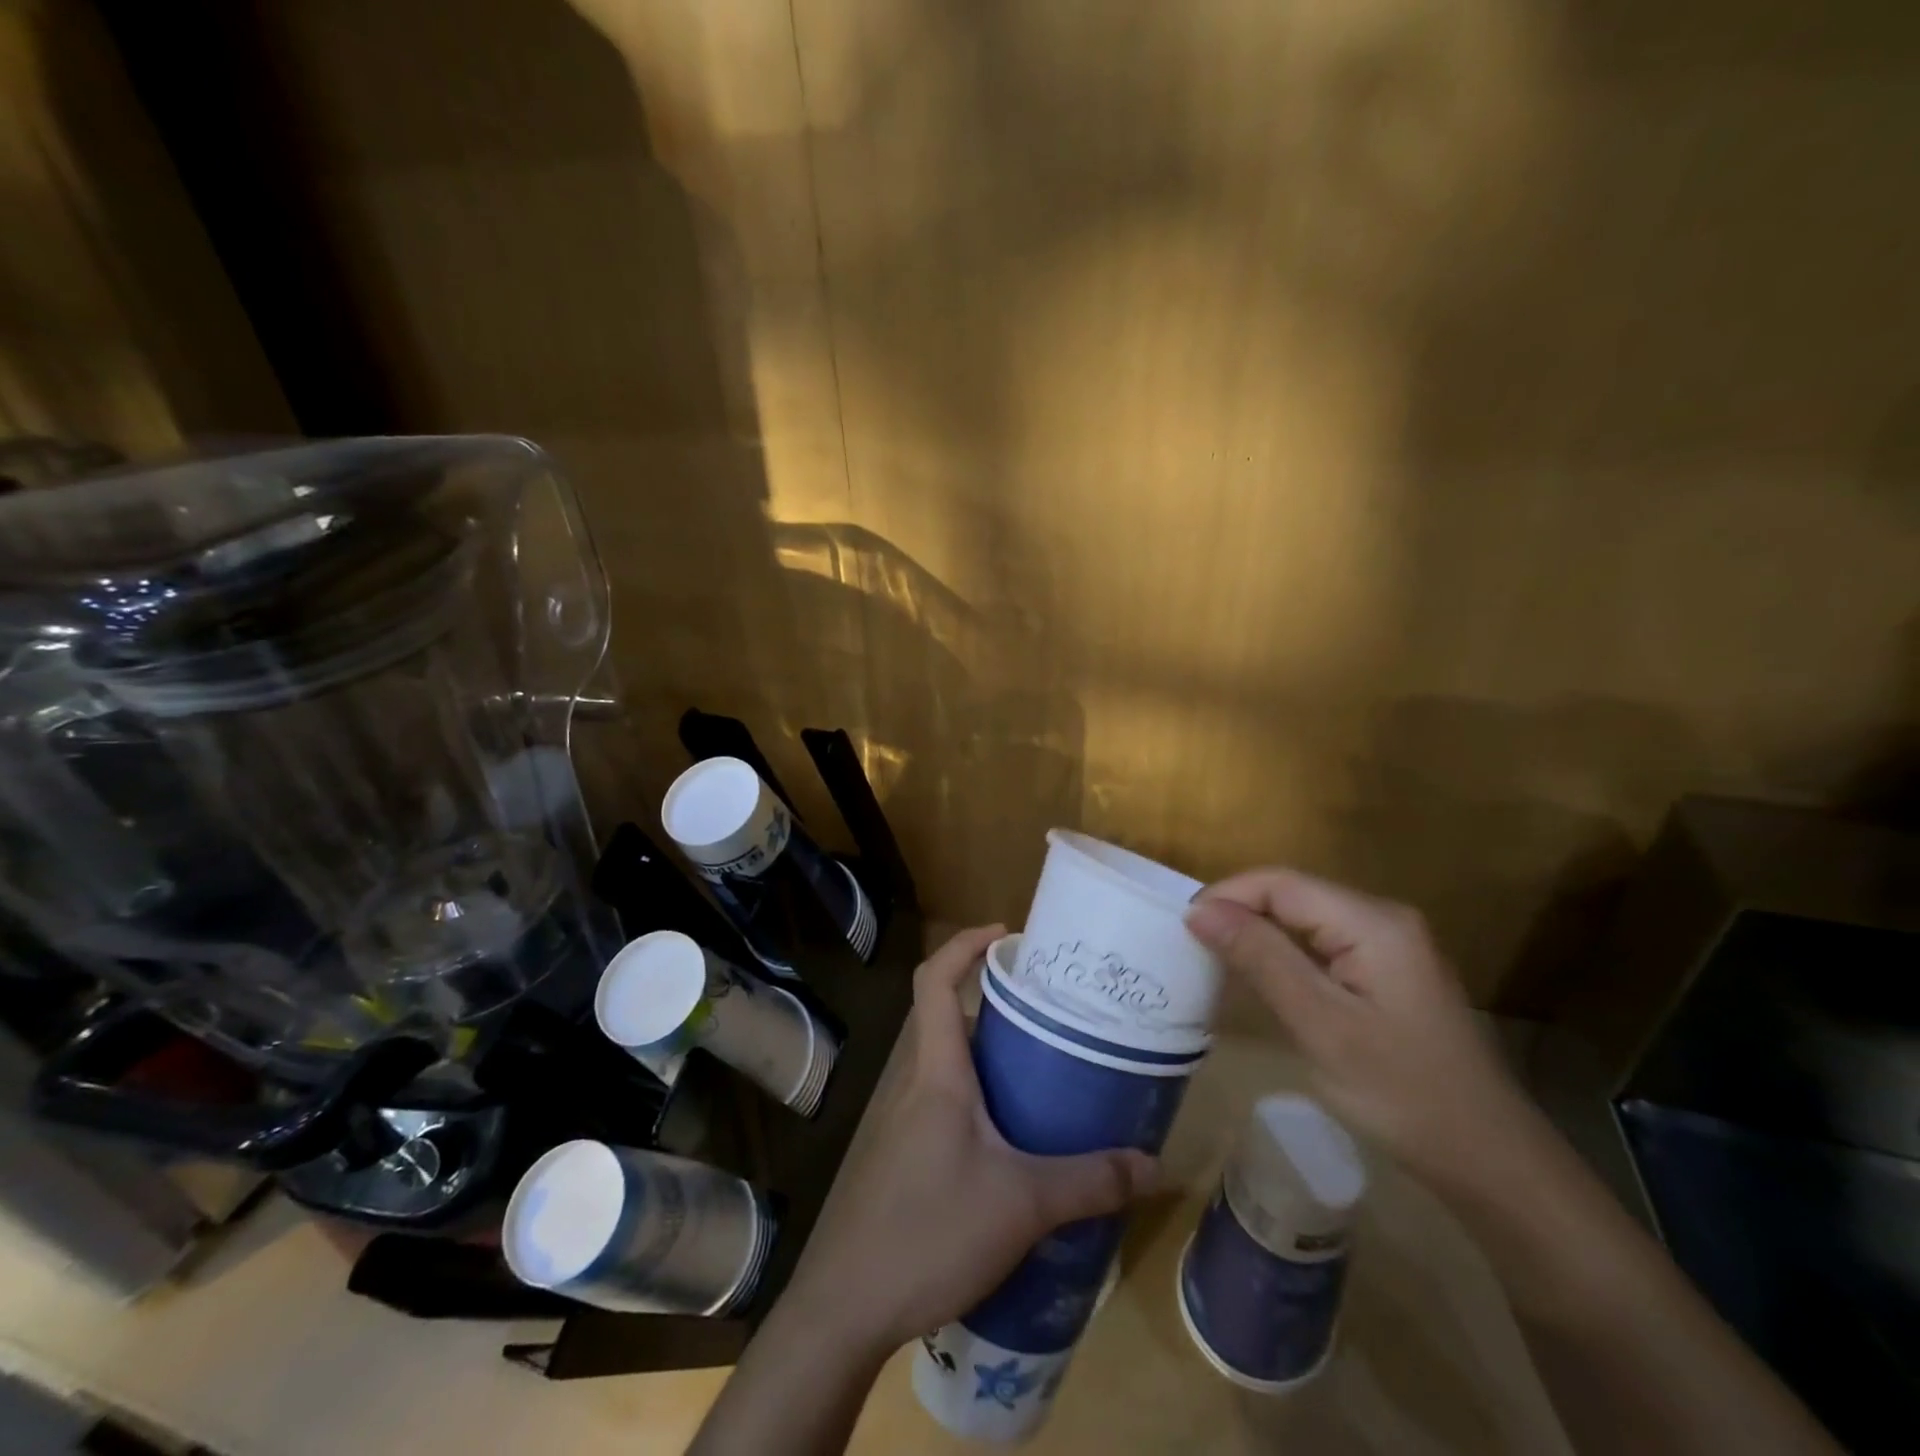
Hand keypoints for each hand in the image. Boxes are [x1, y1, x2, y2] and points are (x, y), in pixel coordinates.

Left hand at [779, 924, 1158, 1355]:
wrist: (847, 1307)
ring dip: (993, 1058)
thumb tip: (1153, 1164)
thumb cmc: (930, 1231)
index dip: (964, 945)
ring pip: (952, 1065)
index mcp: (938, 1071)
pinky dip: (983, 1100)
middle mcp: (917, 1083)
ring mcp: (906, 1120)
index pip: (935, 980)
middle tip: (1054, 1014)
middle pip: (951, 1018)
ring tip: (1048, 1071)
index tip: (1007, 935)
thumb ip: (1089, 1181)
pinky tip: (1018, 1140)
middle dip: (998, 1006)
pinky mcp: (906, 1156)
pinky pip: (948, 1105)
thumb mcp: (1022, 1204)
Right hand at [1184, 868, 1531, 1192]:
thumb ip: (1260, 959)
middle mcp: (1385, 919)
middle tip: (1193, 947)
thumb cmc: (1402, 1093)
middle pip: (1294, 895)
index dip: (1227, 896)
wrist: (1491, 1162)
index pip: (1281, 883)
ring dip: (1259, 934)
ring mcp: (1392, 946)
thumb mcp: (1320, 1025)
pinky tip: (1264, 979)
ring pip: (1306, 920)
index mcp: (1373, 923)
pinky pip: (1324, 945)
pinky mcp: (1391, 973)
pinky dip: (1286, 954)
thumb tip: (1199, 911)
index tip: (1182, 928)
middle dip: (1239, 913)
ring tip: (1216, 960)